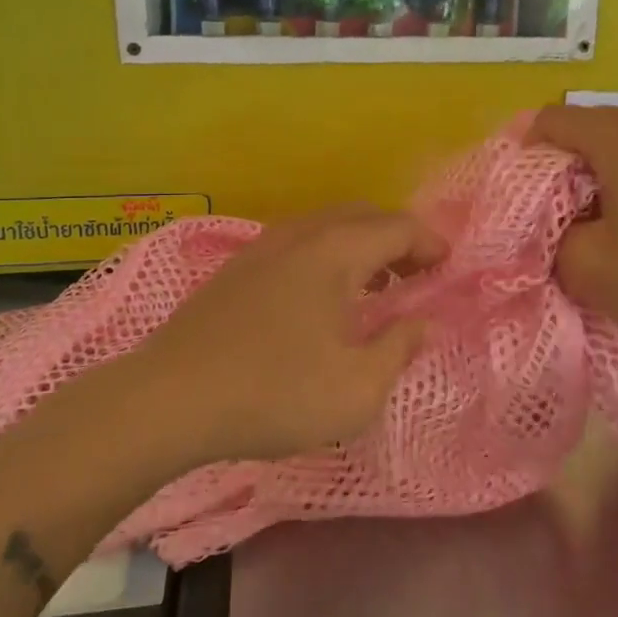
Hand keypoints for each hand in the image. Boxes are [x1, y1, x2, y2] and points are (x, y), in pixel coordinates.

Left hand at [132, 205, 446, 463]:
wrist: (169, 400)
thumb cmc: (275, 394)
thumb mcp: (357, 389)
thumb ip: (399, 349)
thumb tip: (422, 322)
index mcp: (337, 251)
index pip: (398, 227)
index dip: (430, 243)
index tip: (449, 267)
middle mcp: (301, 234)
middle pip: (363, 216)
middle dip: (398, 238)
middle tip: (418, 274)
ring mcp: (263, 247)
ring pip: (327, 226)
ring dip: (362, 246)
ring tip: (377, 286)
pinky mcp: (237, 268)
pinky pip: (299, 243)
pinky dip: (328, 255)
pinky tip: (323, 297)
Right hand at [528, 105, 617, 356]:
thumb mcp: (584, 266)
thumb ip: (548, 237)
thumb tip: (551, 228)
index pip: (552, 120)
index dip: (524, 153)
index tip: (519, 196)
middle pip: (586, 128)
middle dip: (559, 166)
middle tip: (548, 213)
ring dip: (594, 177)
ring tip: (589, 222)